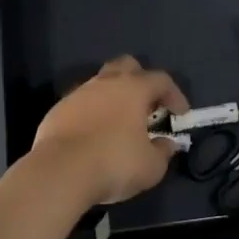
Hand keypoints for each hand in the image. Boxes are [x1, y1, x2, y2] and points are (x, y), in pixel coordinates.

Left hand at [30, 56, 189, 205]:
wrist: (59, 172)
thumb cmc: (113, 163)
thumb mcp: (151, 167)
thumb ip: (163, 152)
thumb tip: (168, 144)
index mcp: (134, 89)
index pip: (161, 80)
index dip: (175, 95)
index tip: (180, 114)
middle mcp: (106, 83)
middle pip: (127, 66)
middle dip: (141, 80)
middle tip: (147, 106)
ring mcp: (79, 93)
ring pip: (101, 83)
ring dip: (114, 97)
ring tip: (120, 122)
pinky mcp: (58, 110)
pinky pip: (81, 103)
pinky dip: (92, 113)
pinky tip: (94, 134)